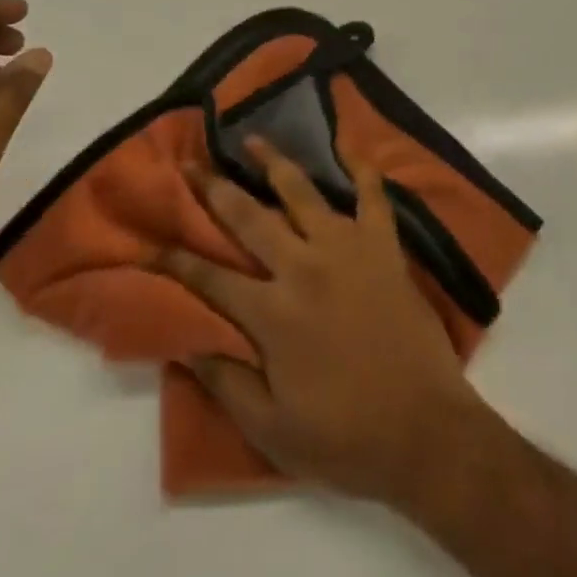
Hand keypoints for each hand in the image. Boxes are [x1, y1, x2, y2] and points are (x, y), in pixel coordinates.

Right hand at [160, 138, 493, 506]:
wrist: (425, 431)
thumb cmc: (345, 436)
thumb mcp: (272, 430)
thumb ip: (227, 382)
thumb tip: (185, 343)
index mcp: (272, 313)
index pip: (210, 278)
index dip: (176, 259)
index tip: (150, 239)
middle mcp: (303, 266)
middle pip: (248, 217)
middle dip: (214, 189)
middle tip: (191, 163)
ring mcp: (346, 247)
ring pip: (302, 191)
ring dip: (273, 162)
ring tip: (252, 140)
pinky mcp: (383, 244)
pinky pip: (372, 195)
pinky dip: (361, 169)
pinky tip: (349, 147)